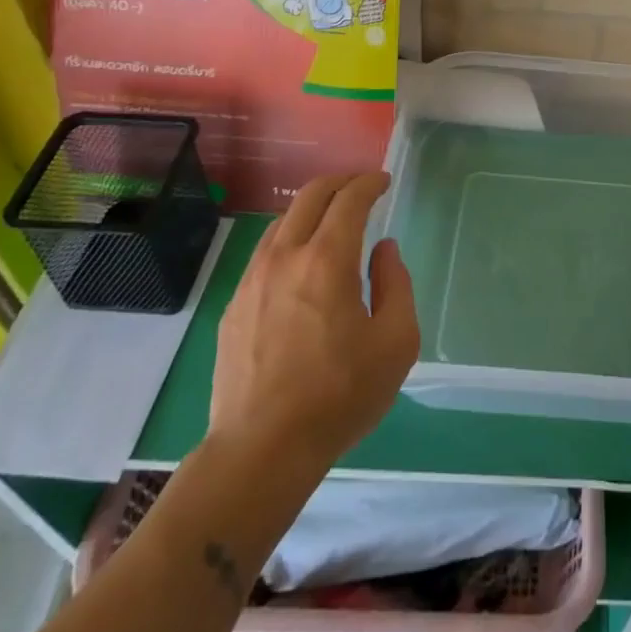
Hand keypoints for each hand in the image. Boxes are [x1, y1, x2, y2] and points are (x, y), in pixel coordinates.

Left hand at [210, 172, 417, 464]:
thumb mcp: (396, 342)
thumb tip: (383, 250)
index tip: (383, 181)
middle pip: (309, 197)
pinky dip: (288, 240)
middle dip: (339, 183)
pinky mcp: (234, 306)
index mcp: (327, 260)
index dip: (369, 184)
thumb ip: (396, 284)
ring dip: (311, 209)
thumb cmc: (340, 395)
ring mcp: (252, 281)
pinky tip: (299, 263)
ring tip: (331, 220)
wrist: (261, 450)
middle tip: (360, 187)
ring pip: (282, 223)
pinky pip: (264, 254)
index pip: (349, 200)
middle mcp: (285, 257)